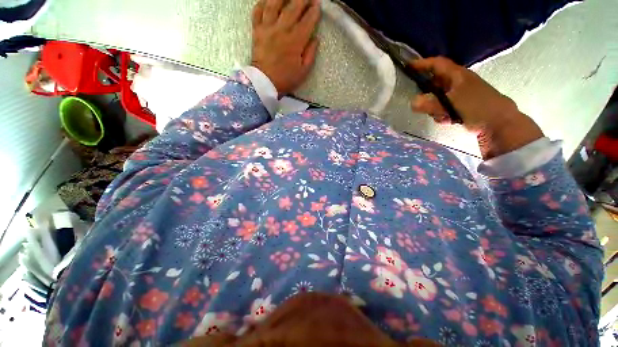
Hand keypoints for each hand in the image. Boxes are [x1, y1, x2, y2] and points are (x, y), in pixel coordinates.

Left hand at [251, 0, 320, 96]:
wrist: (264, 83)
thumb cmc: (285, 79)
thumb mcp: (303, 72)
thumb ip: (310, 54)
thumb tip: (316, 39)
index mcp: (295, 41)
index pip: (307, 21)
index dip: (314, 12)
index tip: (317, 5)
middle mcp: (282, 30)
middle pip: (293, 8)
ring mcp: (268, 28)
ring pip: (274, 4)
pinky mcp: (257, 31)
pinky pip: (257, 12)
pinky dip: (261, 3)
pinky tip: (267, 0)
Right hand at [410, 57, 543, 158]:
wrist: (499, 123)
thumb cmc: (477, 107)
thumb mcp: (452, 104)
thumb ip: (430, 104)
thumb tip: (412, 103)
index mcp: (457, 75)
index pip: (437, 64)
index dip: (422, 64)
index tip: (407, 67)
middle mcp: (457, 82)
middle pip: (434, 82)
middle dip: (426, 92)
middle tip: (419, 101)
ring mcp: (459, 94)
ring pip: (437, 97)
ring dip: (434, 107)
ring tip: (440, 116)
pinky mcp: (460, 106)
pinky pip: (443, 107)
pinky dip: (441, 114)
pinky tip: (446, 120)